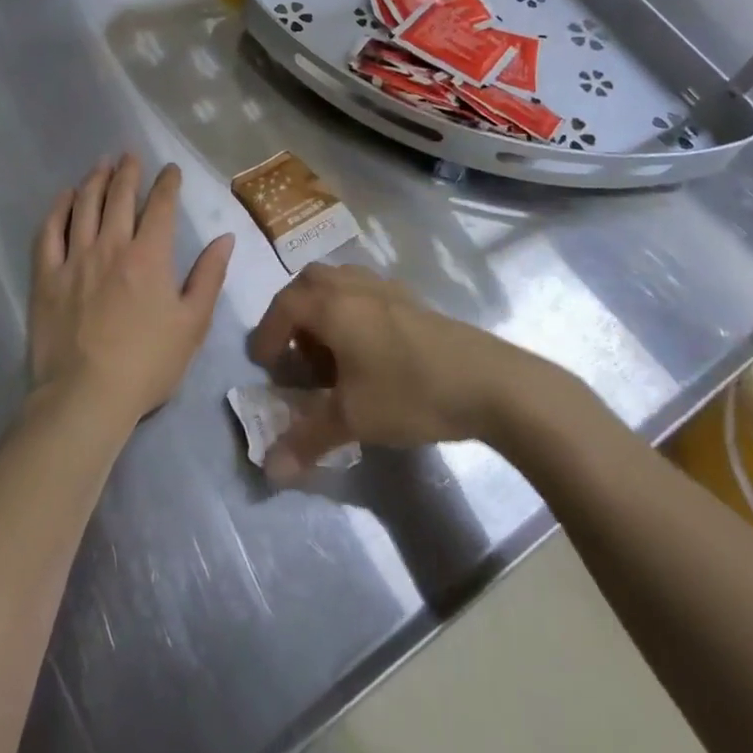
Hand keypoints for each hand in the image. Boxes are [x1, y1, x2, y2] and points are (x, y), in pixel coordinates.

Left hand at [31, 154, 234, 431]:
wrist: (86, 397)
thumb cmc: (147, 364)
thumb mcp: (193, 324)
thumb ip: (210, 276)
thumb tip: (225, 237)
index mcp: (150, 256)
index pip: (161, 206)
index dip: (167, 183)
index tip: (170, 169)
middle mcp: (112, 246)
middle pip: (119, 196)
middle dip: (128, 171)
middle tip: (131, 154)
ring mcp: (75, 258)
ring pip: (84, 206)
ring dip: (95, 180)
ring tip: (101, 164)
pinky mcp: (46, 276)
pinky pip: (49, 232)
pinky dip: (58, 209)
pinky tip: (64, 196)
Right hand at [245, 264, 543, 479]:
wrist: (489, 382)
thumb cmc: (410, 392)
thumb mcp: (353, 419)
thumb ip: (307, 439)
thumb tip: (269, 471)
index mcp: (332, 305)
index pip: (283, 306)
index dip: (266, 334)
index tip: (263, 365)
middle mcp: (354, 286)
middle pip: (309, 282)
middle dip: (292, 312)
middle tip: (294, 350)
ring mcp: (387, 288)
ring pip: (339, 281)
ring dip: (323, 307)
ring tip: (330, 350)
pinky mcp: (412, 300)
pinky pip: (366, 291)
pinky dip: (351, 309)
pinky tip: (368, 348)